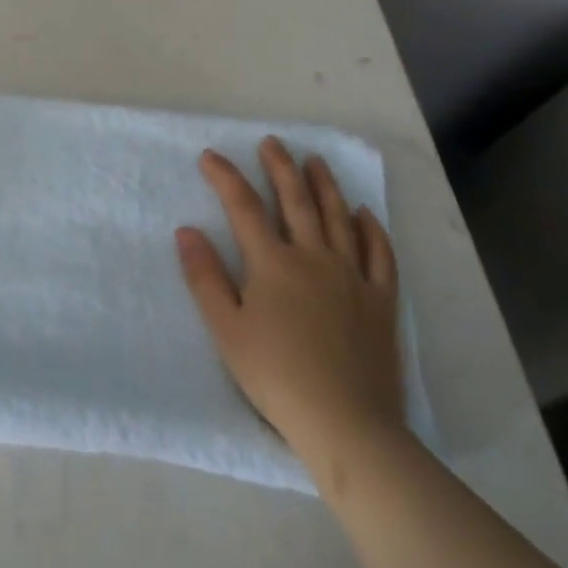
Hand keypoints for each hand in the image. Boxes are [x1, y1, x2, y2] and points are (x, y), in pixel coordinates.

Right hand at [176, 138, 404, 480]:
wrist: (347, 424)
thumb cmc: (276, 377)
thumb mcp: (226, 330)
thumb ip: (205, 277)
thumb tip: (186, 230)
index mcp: (273, 263)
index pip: (243, 206)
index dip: (225, 177)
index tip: (210, 156)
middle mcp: (313, 257)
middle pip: (295, 200)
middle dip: (280, 167)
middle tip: (272, 142)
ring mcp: (352, 277)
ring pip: (338, 218)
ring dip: (325, 185)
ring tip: (315, 161)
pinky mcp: (380, 301)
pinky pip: (379, 255)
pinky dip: (371, 230)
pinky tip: (365, 214)